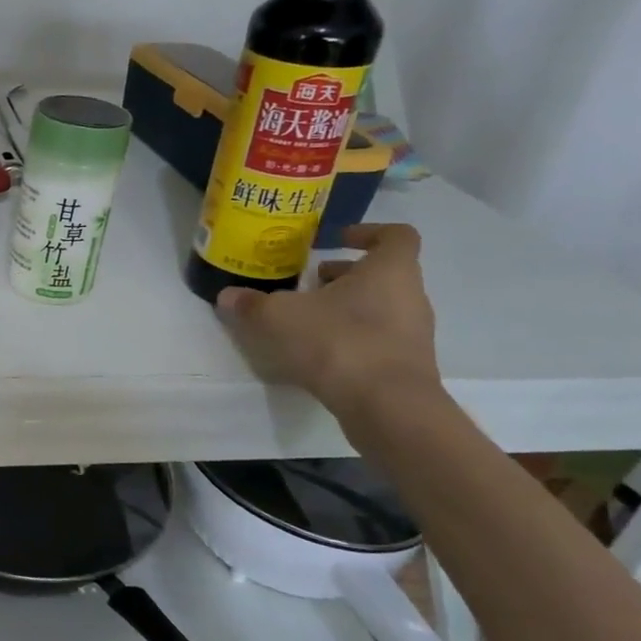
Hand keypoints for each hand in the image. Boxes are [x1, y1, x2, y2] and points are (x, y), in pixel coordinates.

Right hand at [215, 223, 439, 414]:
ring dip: (346, 307)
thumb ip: (251, 304)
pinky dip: (351, 337)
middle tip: (310, 282)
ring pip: (380, 307)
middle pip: (382, 274)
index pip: (396, 236)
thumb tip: (227, 297)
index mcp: (390, 271)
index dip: (368, 232)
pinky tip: (318, 351)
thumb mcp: (278, 317)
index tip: (337, 241)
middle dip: (344, 276)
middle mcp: (410, 296)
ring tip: (307, 318)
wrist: (387, 407)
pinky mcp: (405, 366)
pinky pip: (378, 338)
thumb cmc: (339, 342)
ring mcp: (413, 334)